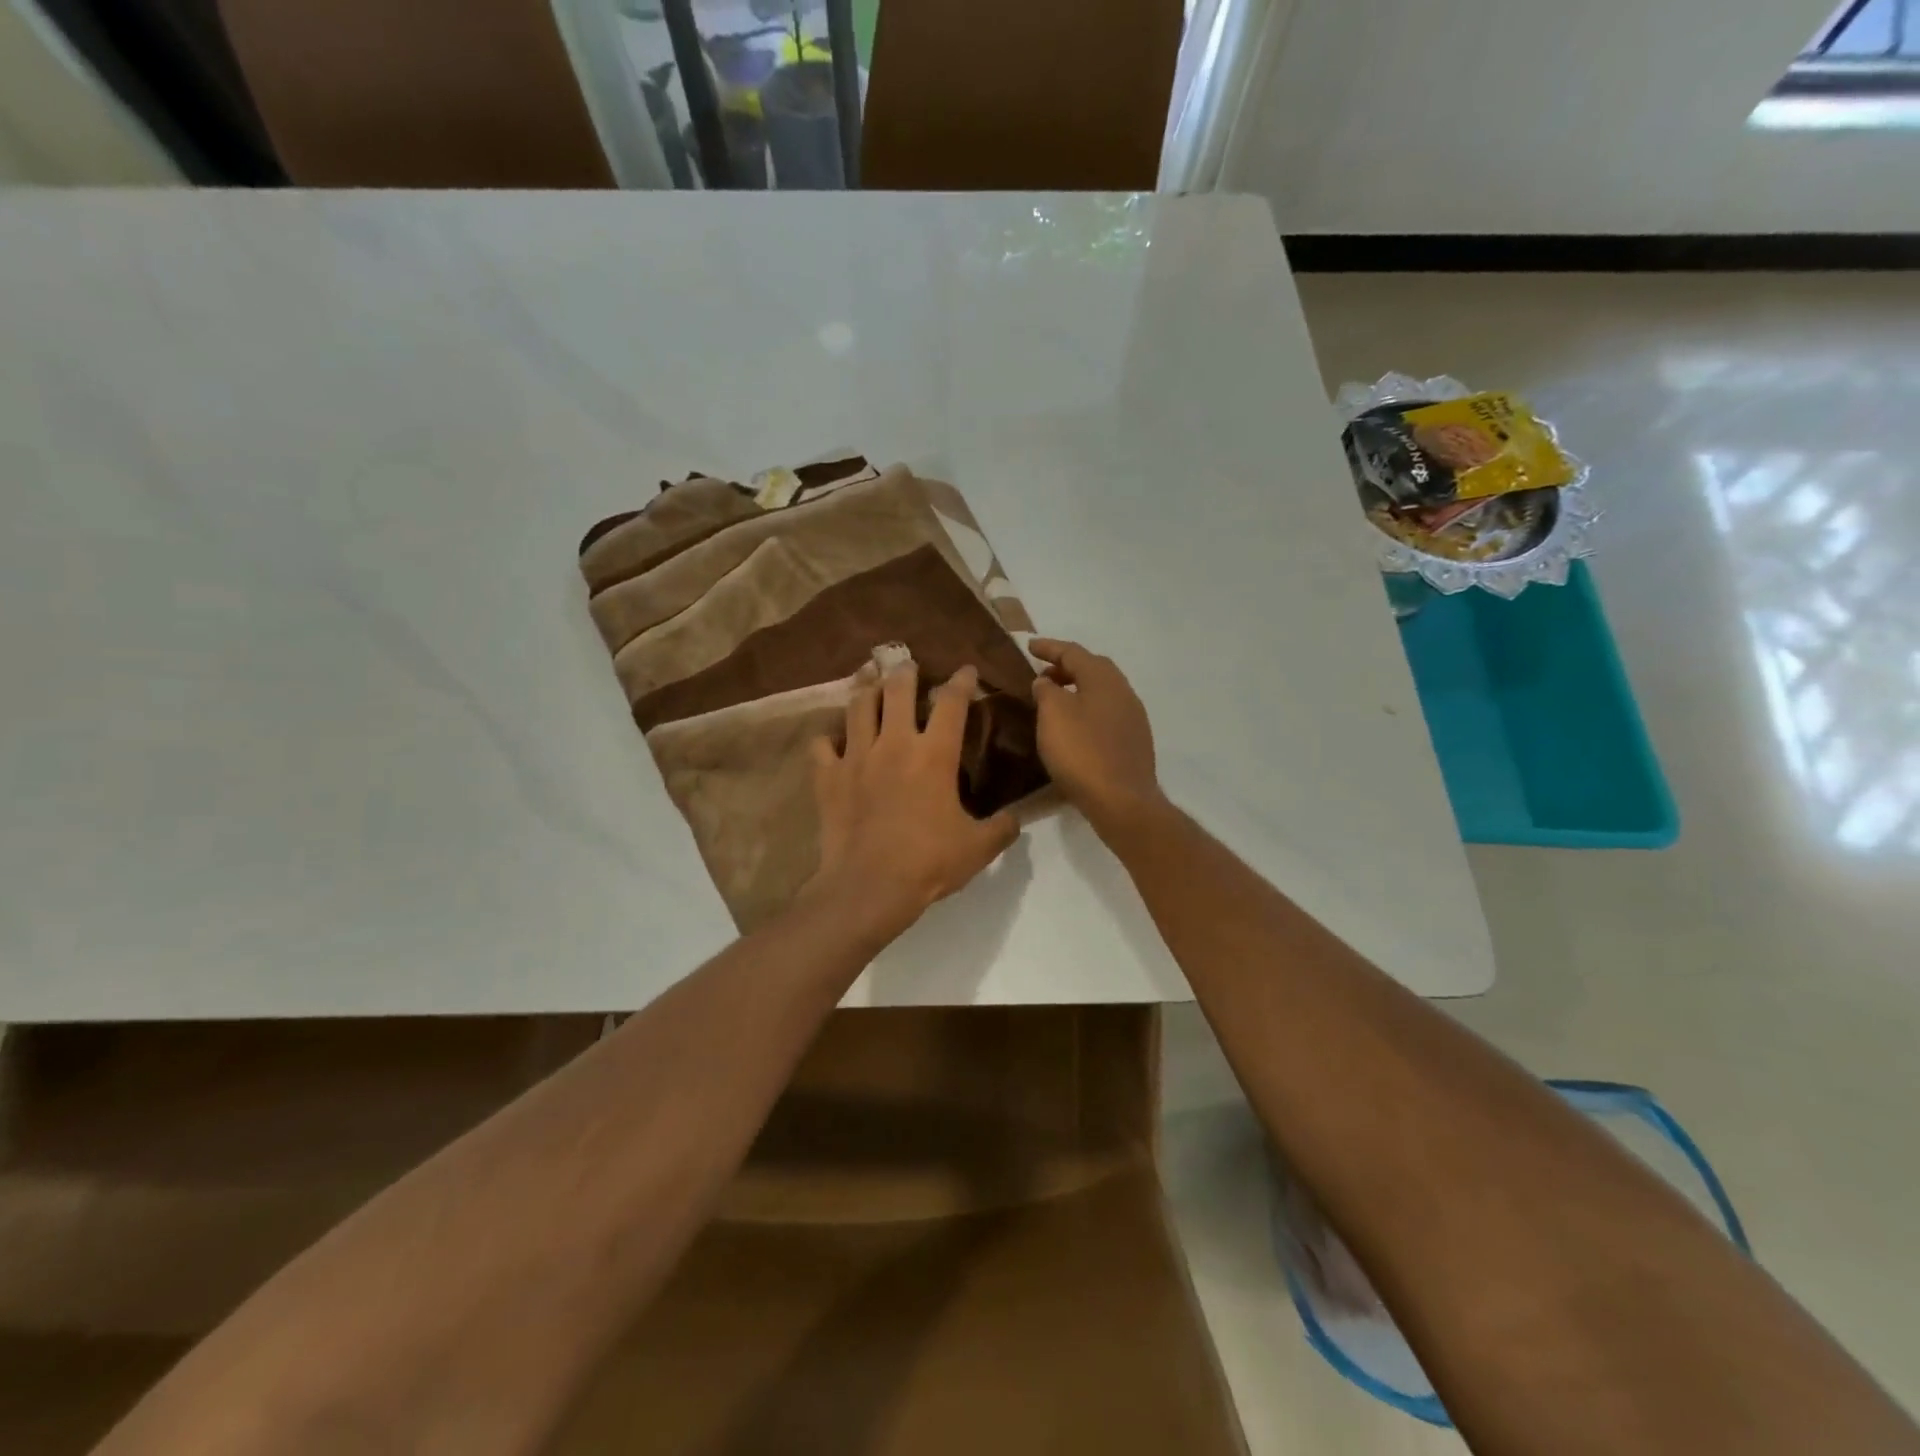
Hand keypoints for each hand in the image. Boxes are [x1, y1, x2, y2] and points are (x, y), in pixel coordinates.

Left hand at [806, 660, 1019, 939]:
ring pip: (858, 706)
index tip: (966, 670)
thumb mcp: (978, 848)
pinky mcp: (828, 777)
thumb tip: (1016, 818)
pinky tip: (832, 739)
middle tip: (907, 664)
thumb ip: (1002, 828)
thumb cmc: (928, 863)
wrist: (869, 886)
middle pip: (897, 690)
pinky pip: (821, 745)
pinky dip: (827, 738)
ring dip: (866, 689)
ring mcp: (856, 756)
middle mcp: (895, 743)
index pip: (952, 703)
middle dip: (905, 671)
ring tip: (869, 679)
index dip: (961, 681)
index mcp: (935, 754)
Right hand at [1029, 639, 1163, 834]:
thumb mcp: (1053, 715)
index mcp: (1104, 679)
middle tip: (1042, 674)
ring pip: (1102, 692)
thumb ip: (1046, 691)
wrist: (1122, 801)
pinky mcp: (1134, 741)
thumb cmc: (1082, 752)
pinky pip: (1106, 713)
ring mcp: (1133, 717)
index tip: (1029, 646)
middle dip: (1066, 667)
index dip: (1049, 647)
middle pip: (1093, 669)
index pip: (1073, 652)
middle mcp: (1123, 691)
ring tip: (1054, 701)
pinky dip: (1087, 710)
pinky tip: (1074, 727)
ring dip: (1078, 689)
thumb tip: (1047, 681)